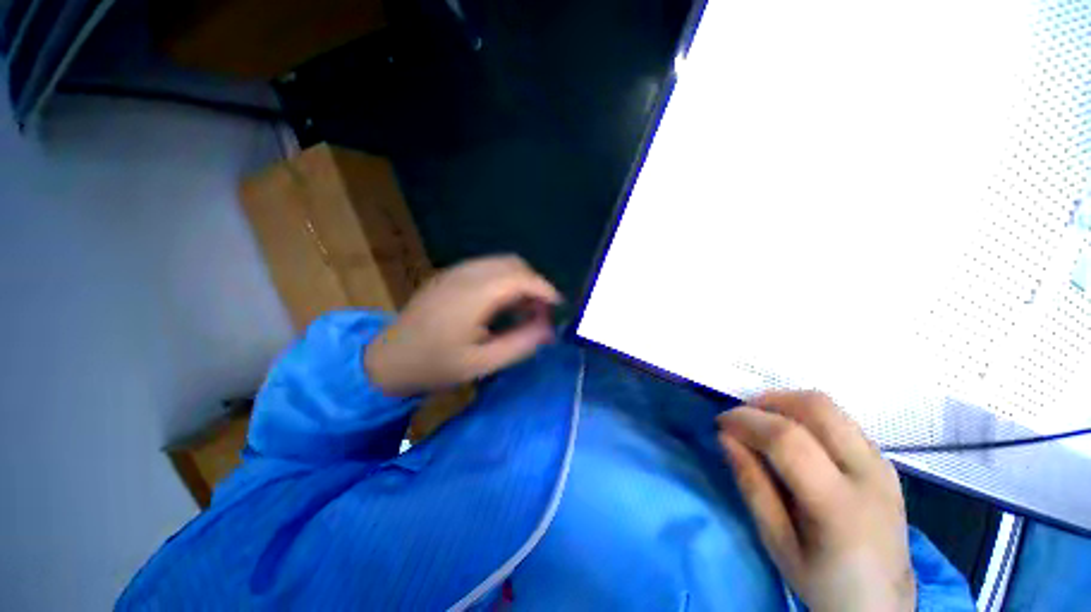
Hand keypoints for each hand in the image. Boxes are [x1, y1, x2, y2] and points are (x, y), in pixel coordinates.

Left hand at [364, 255, 560, 395]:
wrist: (388, 360)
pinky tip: (501, 304)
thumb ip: (521, 344)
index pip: (521, 278)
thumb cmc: (435, 365)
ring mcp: (455, 272)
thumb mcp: (482, 363)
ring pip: (501, 263)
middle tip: (540, 312)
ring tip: (523, 310)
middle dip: (534, 284)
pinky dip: (504, 280)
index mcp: (473, 295)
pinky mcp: (449, 275)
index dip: (545, 290)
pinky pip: (487, 268)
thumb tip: (550, 329)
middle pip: (513, 264)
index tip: (559, 308)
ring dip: (520, 281)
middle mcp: (465, 275)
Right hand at [717, 391, 914, 611]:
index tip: (721, 423)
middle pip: (816, 407)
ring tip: (762, 423)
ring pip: (829, 407)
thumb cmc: (824, 584)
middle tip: (742, 417)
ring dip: (786, 404)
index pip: (788, 439)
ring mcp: (882, 464)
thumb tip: (725, 437)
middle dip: (768, 401)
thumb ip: (752, 485)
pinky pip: (840, 421)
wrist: (883, 604)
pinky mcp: (885, 462)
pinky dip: (806, 416)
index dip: (747, 421)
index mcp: (840, 506)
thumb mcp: (777, 543)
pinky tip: (793, 438)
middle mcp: (869, 474)